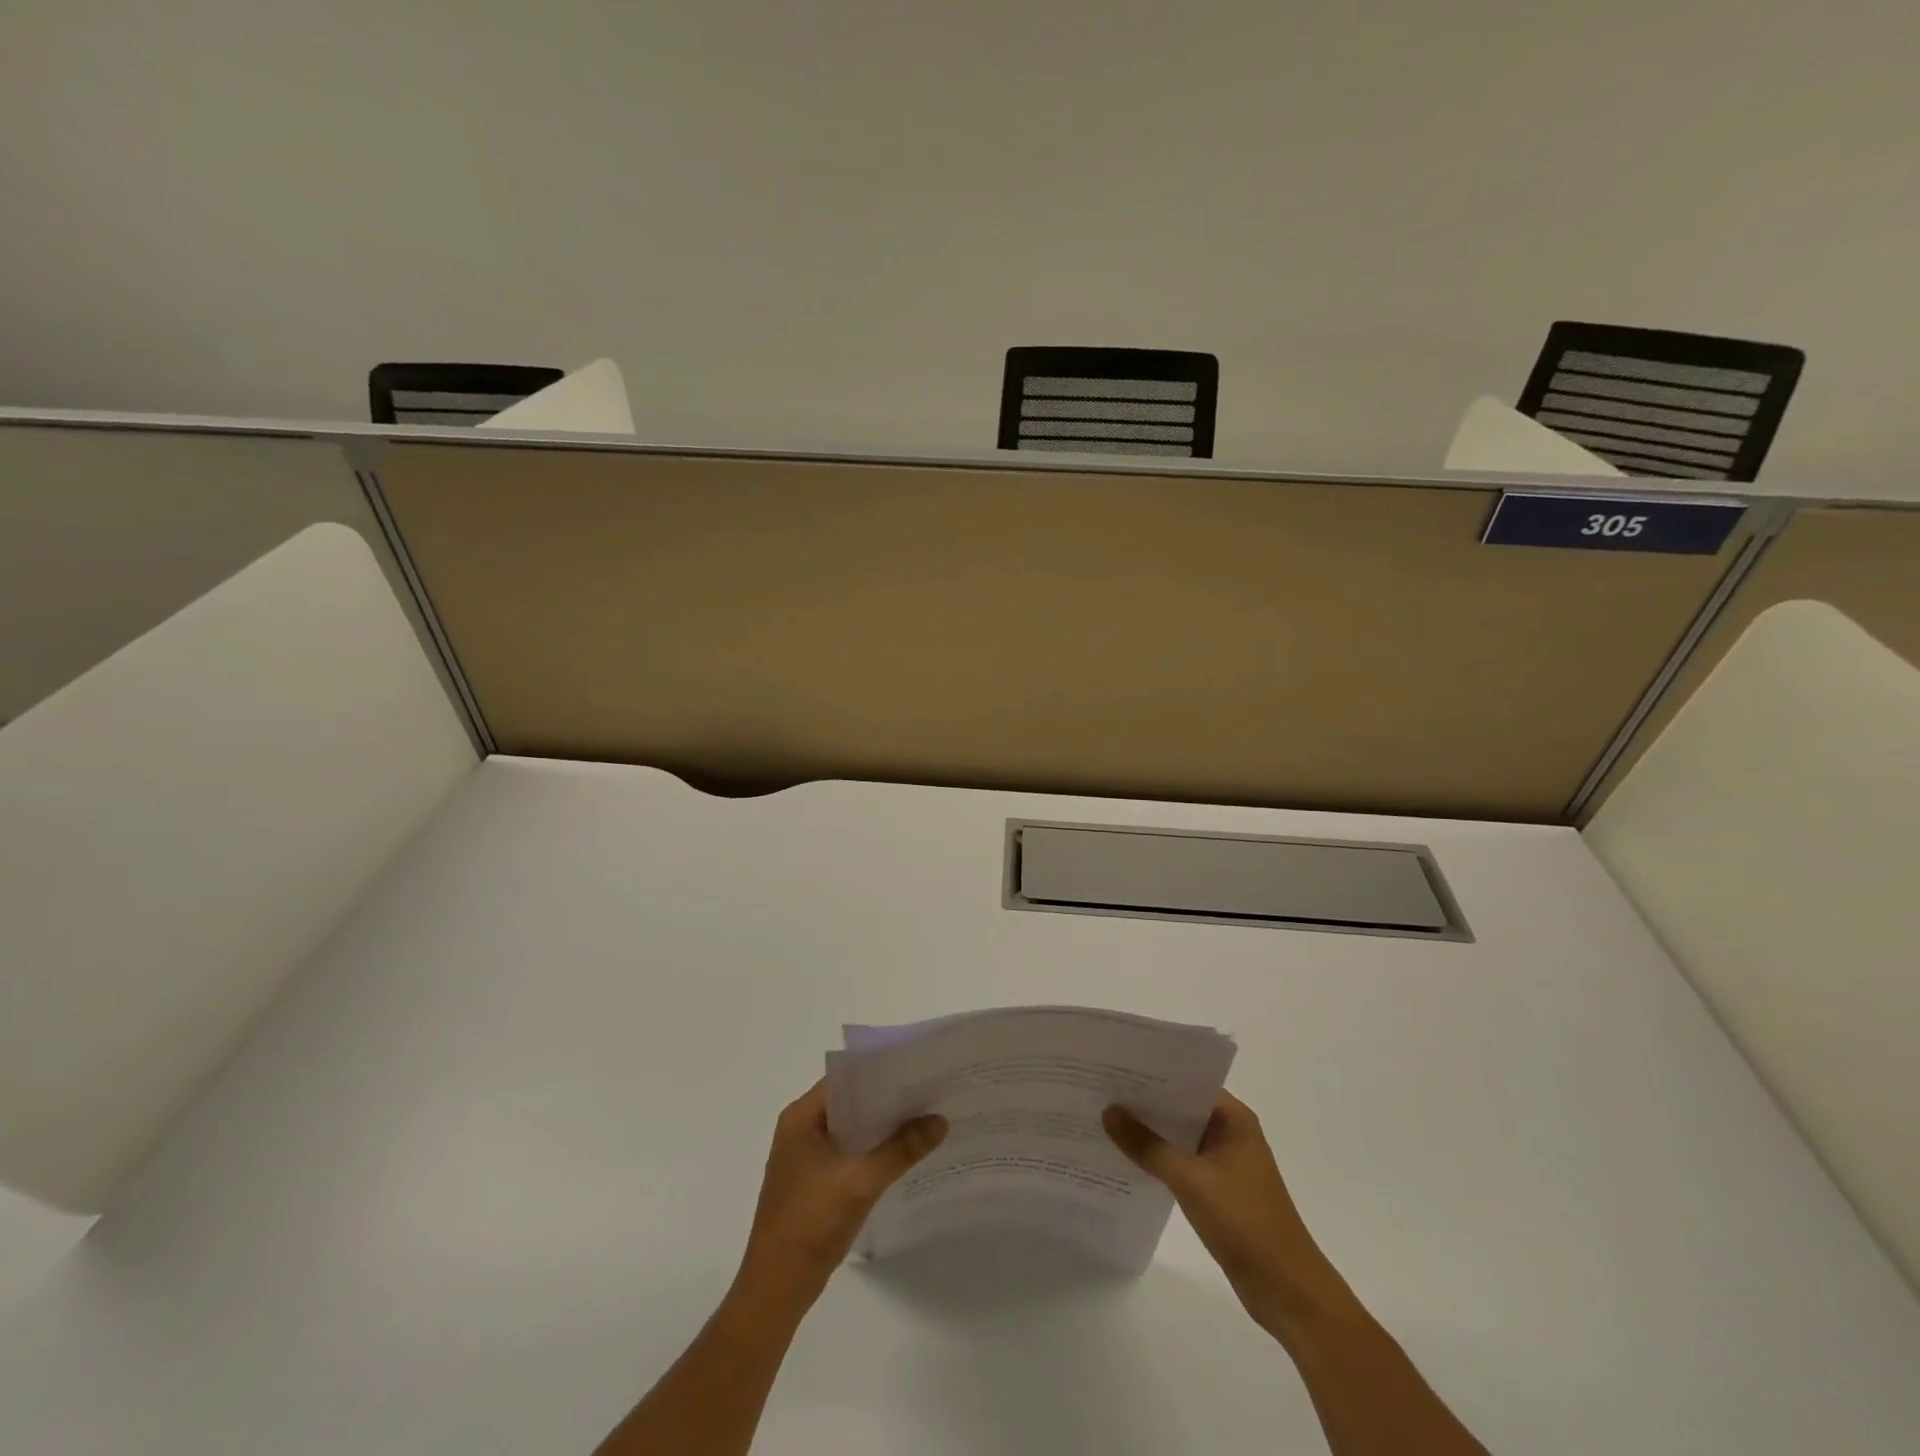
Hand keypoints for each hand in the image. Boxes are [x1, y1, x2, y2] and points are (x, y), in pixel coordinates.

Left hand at [735, 1080, 946, 1310]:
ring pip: (851, 1129)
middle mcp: (800, 1129)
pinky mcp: (813, 1182)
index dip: (881, 1072)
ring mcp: (805, 1158)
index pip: (845, 1078)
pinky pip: (848, 1153)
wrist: (775, 1290)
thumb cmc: (811, 1224)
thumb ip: (901, 1149)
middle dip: (887, 1100)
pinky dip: (872, 1151)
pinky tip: (903, 1155)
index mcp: (801, 1118)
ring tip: (924, 1119)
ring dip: (881, 1128)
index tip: (917, 1069)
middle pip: (850, 1103)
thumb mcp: (861, 1182)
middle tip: (929, 1092)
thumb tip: (940, 1120)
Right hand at [1104, 1092, 1353, 1333]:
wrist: (1287, 1290)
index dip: (1153, 1074)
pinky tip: (1126, 1159)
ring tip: (1104, 1119)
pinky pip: (1181, 1162)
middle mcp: (1230, 1133)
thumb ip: (1147, 1146)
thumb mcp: (1190, 1180)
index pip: (1188, 1081)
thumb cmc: (1244, 1222)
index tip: (1115, 1066)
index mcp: (1233, 1119)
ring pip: (1179, 1136)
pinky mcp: (1218, 1190)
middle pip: (1181, 1107)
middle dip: (1145, 1102)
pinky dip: (1158, 1159)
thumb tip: (1108, 1111)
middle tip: (1100, 1090)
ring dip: (1149, 1133)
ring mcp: (1225, 1163)